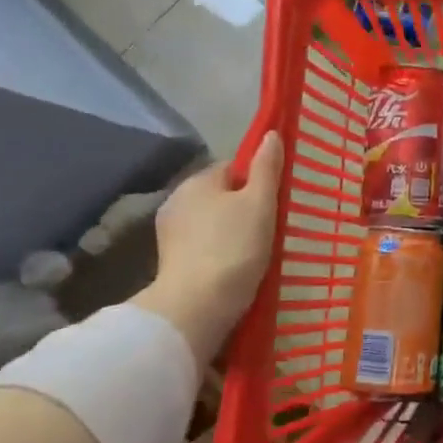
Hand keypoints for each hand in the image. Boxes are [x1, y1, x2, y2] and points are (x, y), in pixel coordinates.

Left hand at [131, 132, 282, 358]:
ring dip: (230, 231)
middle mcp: (177, 201)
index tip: (273, 202)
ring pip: (211, 222)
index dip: (256, 181)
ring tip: (255, 251)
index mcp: (197, 181)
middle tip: (270, 227)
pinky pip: (203, 246)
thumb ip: (266, 168)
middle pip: (220, 195)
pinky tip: (236, 267)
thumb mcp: (260, 203)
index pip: (232, 168)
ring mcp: (169, 234)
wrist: (197, 307)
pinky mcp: (170, 262)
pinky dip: (219, 252)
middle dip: (242, 207)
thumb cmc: (234, 247)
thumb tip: (271, 134)